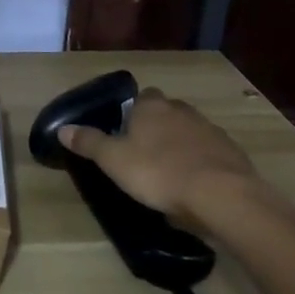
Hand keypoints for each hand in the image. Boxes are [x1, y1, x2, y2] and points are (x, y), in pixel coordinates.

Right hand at [59, 88, 264, 226]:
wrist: (222, 196)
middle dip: (158, 127)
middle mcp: (181, 111)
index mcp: (151, 107)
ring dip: (181, 146)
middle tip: (146, 153)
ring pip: (190, 132)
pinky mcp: (232, 154)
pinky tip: (196, 186)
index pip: (141, 97)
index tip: (126, 133)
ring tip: (171, 173)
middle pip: (167, 112)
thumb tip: (62, 128)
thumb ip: (89, 143)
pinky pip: (211, 154)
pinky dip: (202, 164)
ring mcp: (210, 131)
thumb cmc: (159, 172)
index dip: (133, 113)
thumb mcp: (114, 160)